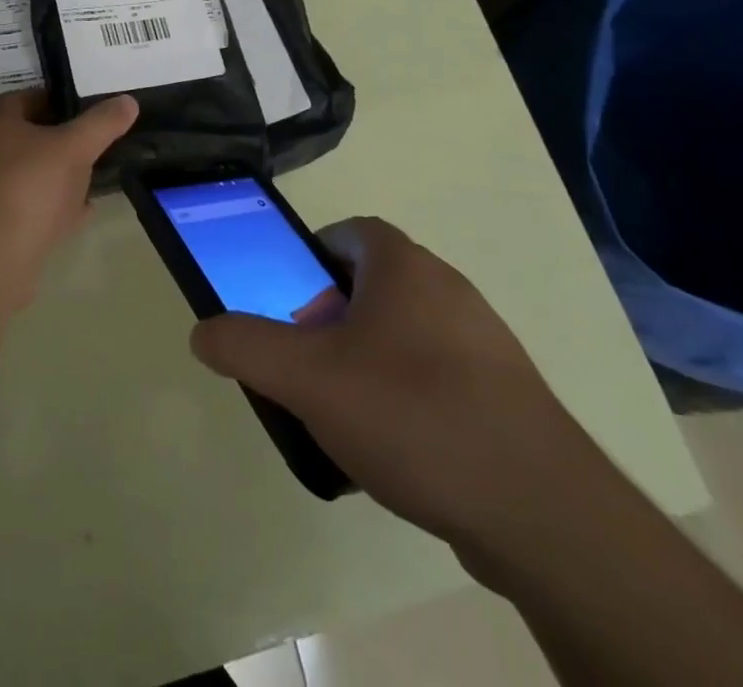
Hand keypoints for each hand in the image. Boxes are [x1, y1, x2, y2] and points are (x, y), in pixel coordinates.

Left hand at [0, 90, 139, 299]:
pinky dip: (50, 209)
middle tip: (95, 151)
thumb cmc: (29, 185)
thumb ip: (102, 123)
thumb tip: (128, 101)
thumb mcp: (75, 147)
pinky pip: (24, 208)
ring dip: (57, 180)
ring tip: (92, 185)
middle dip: (62, 144)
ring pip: (28, 175)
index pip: (31, 98)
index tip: (91, 115)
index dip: (62, 103)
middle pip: (29, 139)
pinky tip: (78, 217)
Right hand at [189, 217, 610, 558]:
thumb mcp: (307, 377)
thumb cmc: (412, 413)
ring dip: (369, 360)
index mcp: (404, 266)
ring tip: (345, 414)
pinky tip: (397, 451)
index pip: (350, 232)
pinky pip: (440, 377)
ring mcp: (485, 342)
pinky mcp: (507, 395)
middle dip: (332, 317)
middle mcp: (449, 289)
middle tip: (308, 363)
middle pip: (374, 284)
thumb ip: (245, 346)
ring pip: (406, 334)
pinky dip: (409, 398)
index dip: (312, 258)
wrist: (540, 511)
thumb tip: (203, 331)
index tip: (290, 302)